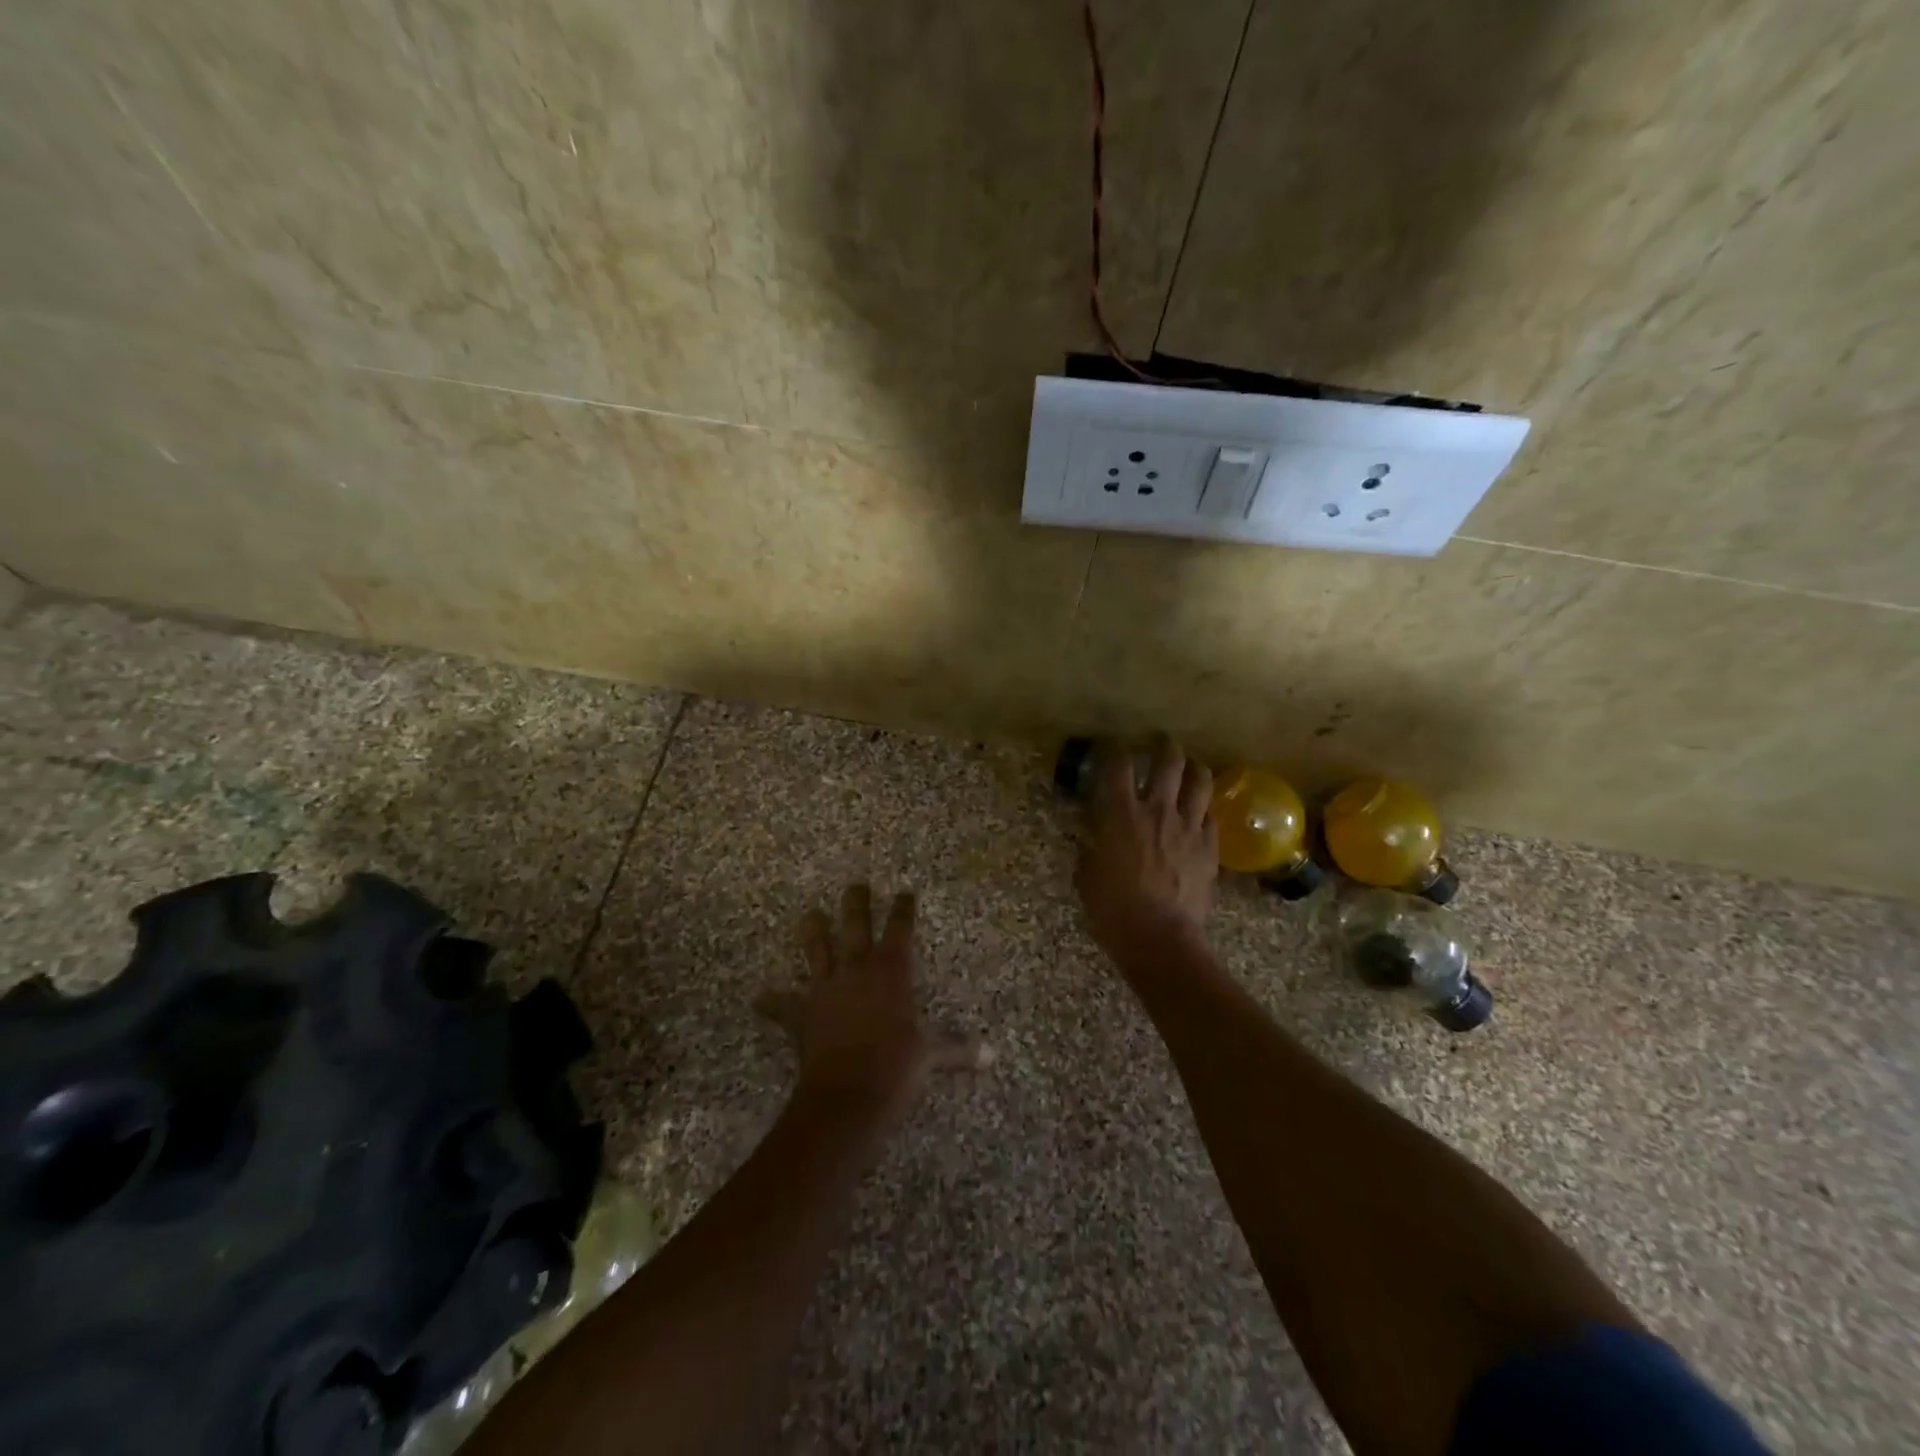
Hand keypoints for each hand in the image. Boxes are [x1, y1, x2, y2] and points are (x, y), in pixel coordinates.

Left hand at [756, 885, 984, 1121]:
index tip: (905, 892)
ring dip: (813, 932)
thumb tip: (993, 1057)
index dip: (903, 909)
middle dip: (856, 903)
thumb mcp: (932, 1056)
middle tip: (855, 884)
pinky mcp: (802, 1013)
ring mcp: (827, 988)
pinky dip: (772, 1001)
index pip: (900, 930)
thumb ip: (959, 1051)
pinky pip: (783, 1004)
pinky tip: (758, 996)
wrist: (848, 1093)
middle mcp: (858, 969)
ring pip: (818, 951)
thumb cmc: (897, 1066)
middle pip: (856, 926)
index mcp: (891, 972)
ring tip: (809, 915)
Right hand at [1075, 735, 1218, 958]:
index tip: (1111, 746)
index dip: (1113, 748)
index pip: (1118, 765)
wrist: (1160, 939)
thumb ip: (1092, 851)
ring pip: (1201, 781)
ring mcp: (1189, 827)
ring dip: (1194, 768)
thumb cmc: (1113, 910)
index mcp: (1121, 814)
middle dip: (1164, 745)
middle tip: (1159, 742)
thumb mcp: (1087, 877)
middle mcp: (1158, 810)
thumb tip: (1095, 844)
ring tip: (1189, 768)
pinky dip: (1204, 810)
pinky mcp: (1210, 848)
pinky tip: (1199, 814)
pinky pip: (1212, 817)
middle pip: (1169, 760)